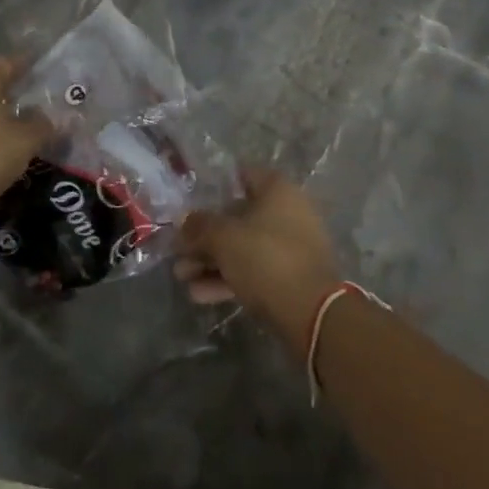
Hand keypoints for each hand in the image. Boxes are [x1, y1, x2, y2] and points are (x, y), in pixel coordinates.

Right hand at [174, 168, 342, 357]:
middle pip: (238, 217)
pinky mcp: (290, 278)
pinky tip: (199, 295)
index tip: (191, 202)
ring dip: (211, 261)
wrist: (311, 313)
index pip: (242, 175)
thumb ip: (200, 227)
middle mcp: (287, 212)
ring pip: (243, 248)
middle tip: (178, 252)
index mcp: (277, 190)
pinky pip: (253, 271)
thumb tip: (185, 221)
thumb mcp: (224, 238)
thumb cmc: (266, 258)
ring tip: (181, 277)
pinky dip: (228, 279)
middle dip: (205, 236)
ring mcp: (290, 247)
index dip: (215, 187)